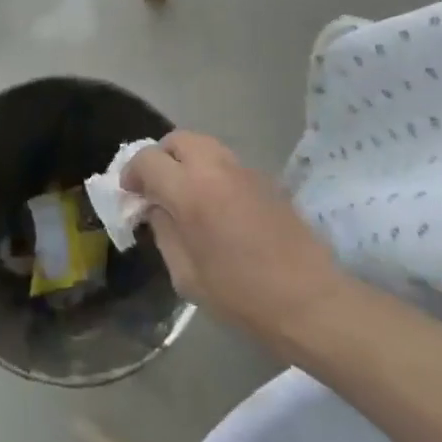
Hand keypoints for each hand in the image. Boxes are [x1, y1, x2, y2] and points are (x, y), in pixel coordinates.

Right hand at [125, 131, 340, 344]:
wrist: (310, 301)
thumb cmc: (241, 296)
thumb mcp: (186, 275)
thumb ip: (164, 232)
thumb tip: (155, 208)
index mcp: (190, 191)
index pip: (148, 159)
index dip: (132, 173)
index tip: (132, 194)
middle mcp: (215, 168)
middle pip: (177, 139)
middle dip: (161, 157)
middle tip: (157, 187)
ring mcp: (244, 170)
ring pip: (205, 145)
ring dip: (187, 160)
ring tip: (185, 193)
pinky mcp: (266, 179)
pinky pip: (227, 162)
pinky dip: (212, 171)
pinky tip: (216, 204)